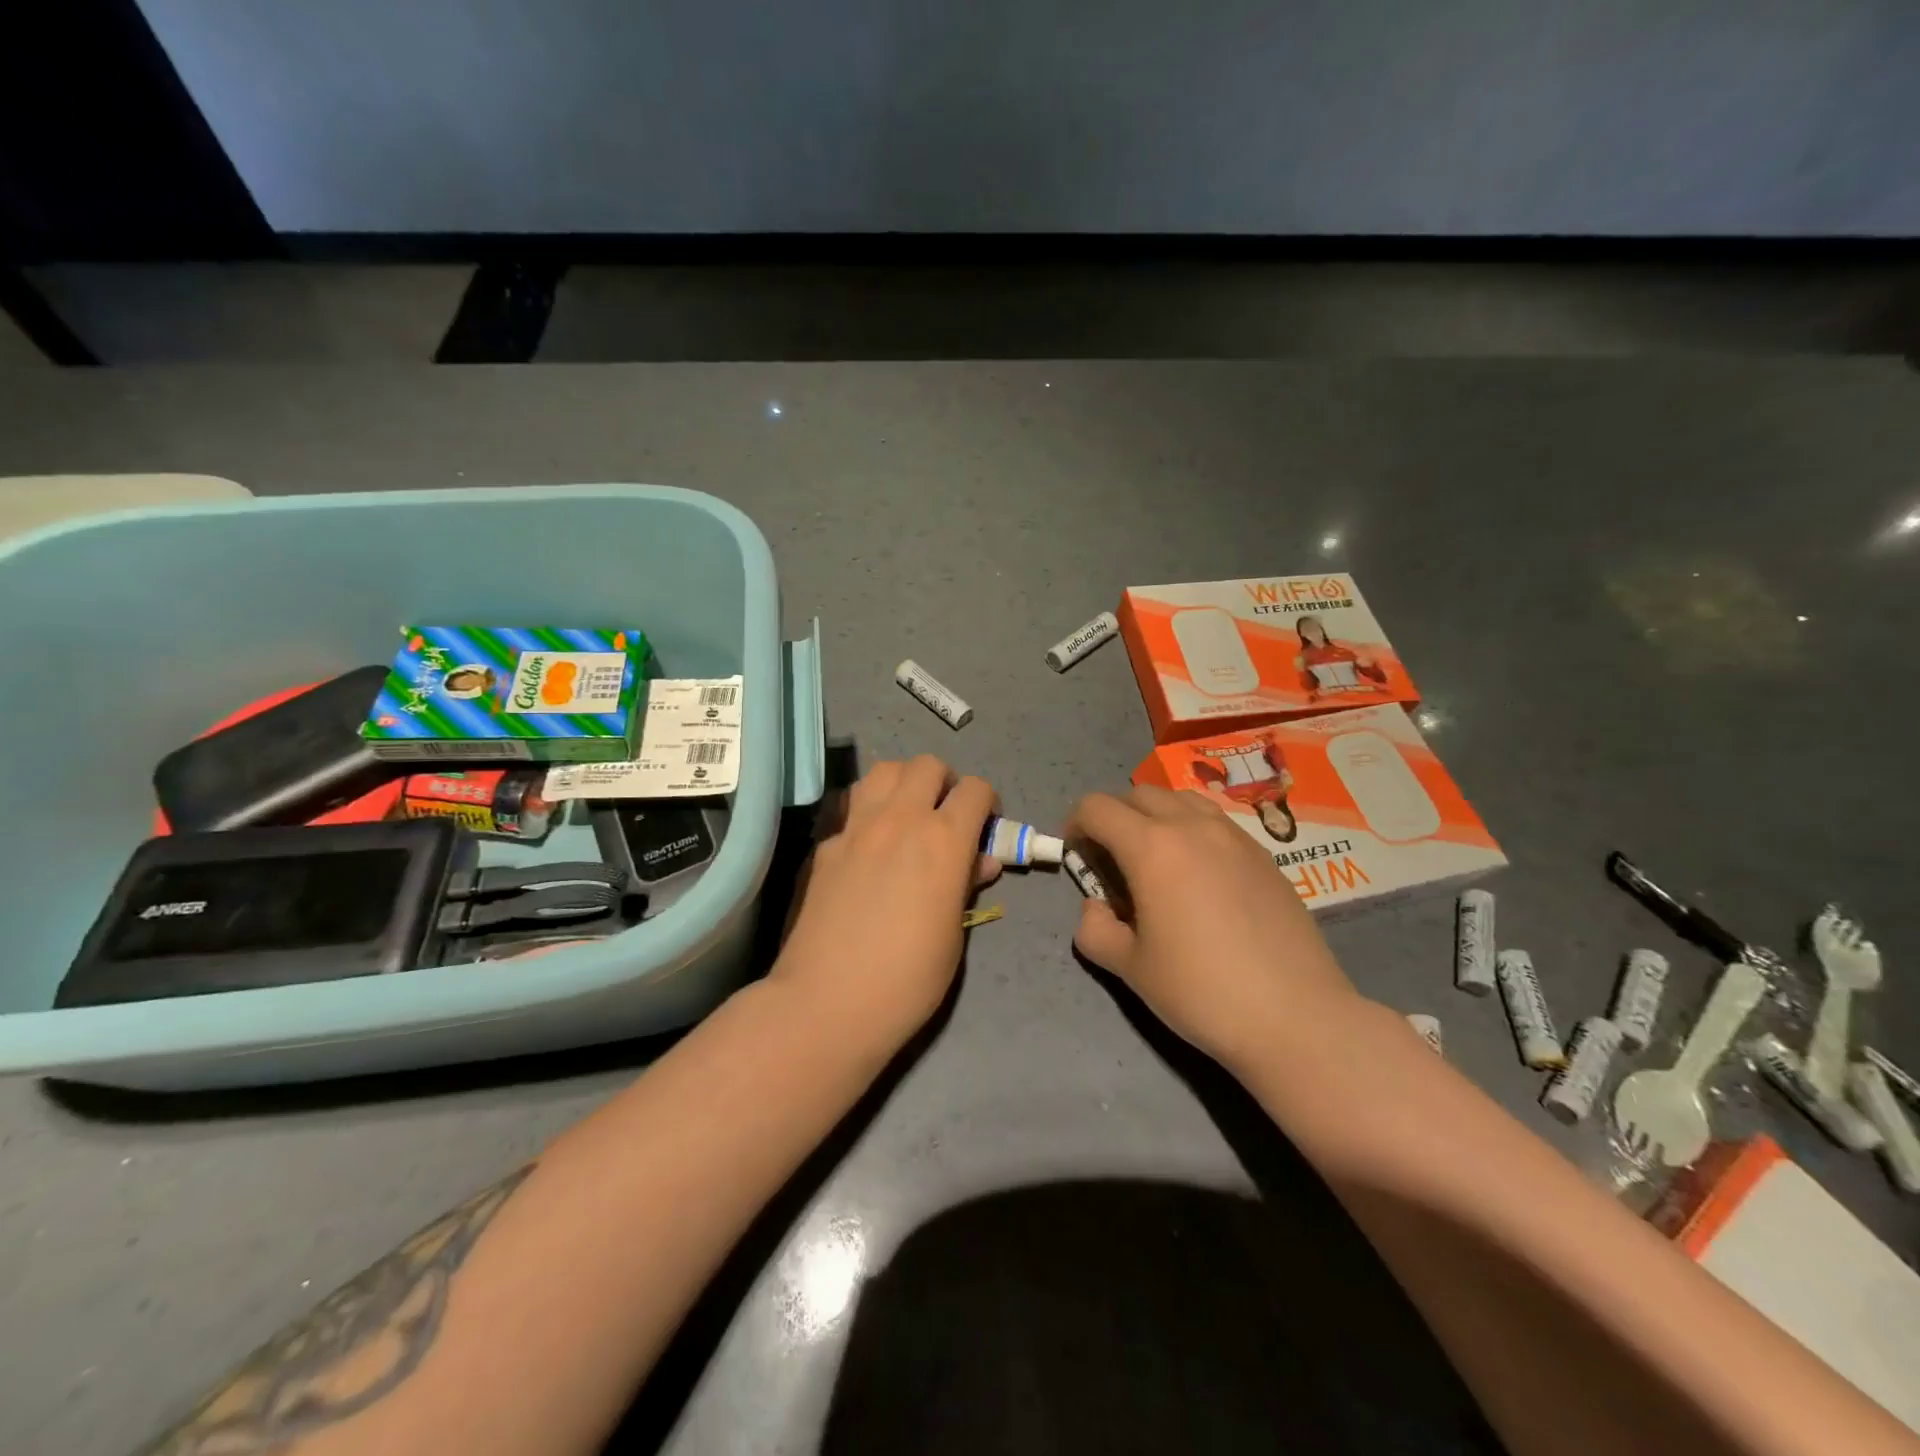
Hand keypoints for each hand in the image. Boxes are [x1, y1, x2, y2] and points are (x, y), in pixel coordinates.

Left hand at [773, 756, 998, 1055]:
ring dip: (903, 782)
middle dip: (945, 782)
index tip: (985, 826)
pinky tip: (867, 843)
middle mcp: (900, 819)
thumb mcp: (954, 935)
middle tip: (945, 815)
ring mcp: (856, 826)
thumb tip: (980, 860)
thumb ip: (966, 885)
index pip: (975, 789)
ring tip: (906, 815)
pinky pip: (851, 804)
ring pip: (884, 770)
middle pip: (927, 765)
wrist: (827, 1002)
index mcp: (943, 840)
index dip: (987, 803)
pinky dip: (868, 809)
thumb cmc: (907, 980)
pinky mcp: (825, 843)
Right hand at [1067, 786, 1360, 1068]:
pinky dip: (1192, 831)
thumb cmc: (1201, 991)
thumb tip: (1096, 908)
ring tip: (1157, 860)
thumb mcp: (1130, 968)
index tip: (1076, 853)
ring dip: (1156, 816)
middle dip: (1115, 816)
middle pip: (1139, 794)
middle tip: (1112, 859)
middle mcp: (1192, 826)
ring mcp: (1234, 836)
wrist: (1295, 1017)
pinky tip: (1200, 877)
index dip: (1076, 824)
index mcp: (1152, 847)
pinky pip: (1215, 822)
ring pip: (1182, 800)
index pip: (1098, 808)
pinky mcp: (1264, 854)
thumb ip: (1095, 929)